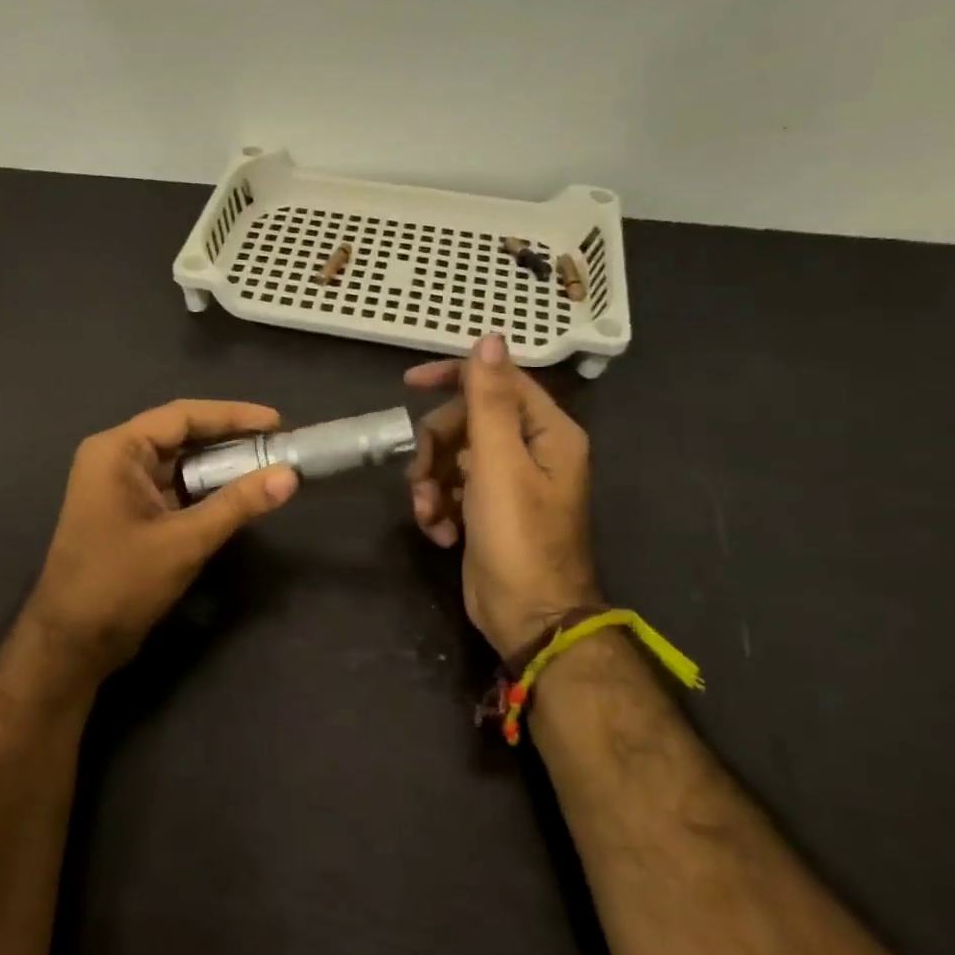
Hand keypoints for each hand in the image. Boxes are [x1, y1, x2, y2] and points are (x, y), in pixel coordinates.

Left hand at [26, 399, 298, 675]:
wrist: (72, 642)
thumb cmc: (120, 583)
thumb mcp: (184, 541)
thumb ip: (236, 505)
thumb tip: (289, 476)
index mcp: (117, 451)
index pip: (182, 416)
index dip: (233, 416)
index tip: (278, 422)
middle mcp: (116, 460)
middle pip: (181, 437)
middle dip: (231, 441)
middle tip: (279, 446)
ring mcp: (121, 488)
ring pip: (180, 465)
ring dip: (221, 468)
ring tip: (269, 468)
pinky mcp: (130, 514)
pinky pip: (175, 490)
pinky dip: (206, 492)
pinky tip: (240, 496)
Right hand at [405, 335, 599, 656]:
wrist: (528, 617)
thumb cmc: (518, 538)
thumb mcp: (499, 464)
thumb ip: (489, 401)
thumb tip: (490, 338)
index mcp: (546, 432)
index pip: (498, 381)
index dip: (454, 376)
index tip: (408, 384)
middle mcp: (530, 451)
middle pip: (466, 422)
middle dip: (435, 448)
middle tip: (421, 478)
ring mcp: (508, 483)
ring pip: (452, 458)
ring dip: (430, 483)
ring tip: (428, 514)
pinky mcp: (487, 511)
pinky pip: (451, 490)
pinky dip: (439, 507)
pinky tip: (439, 534)